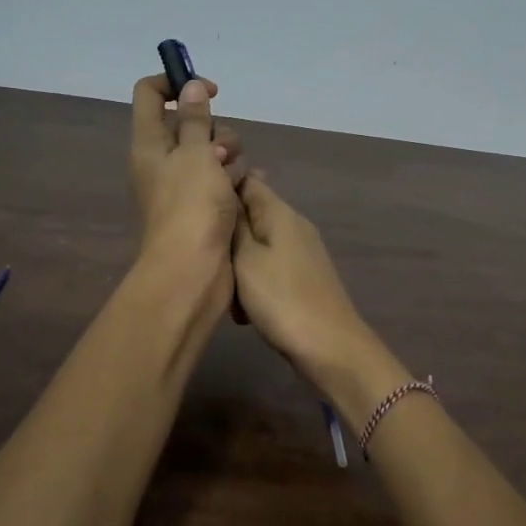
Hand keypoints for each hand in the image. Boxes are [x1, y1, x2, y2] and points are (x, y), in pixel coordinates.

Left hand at [130, 74, 245, 306]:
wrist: (192, 271)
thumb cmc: (190, 206)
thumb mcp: (195, 154)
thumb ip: (194, 119)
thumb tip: (189, 87)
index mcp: (149, 143)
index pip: (151, 93)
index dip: (178, 83)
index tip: (211, 91)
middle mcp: (162, 161)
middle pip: (190, 124)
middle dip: (216, 130)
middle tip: (222, 152)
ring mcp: (183, 186)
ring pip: (212, 152)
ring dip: (230, 158)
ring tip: (233, 180)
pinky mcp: (202, 207)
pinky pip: (221, 180)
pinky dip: (233, 181)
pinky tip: (243, 191)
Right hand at [230, 172, 374, 389]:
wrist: (328, 345)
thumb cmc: (280, 297)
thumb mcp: (245, 258)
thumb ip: (234, 224)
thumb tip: (227, 191)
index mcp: (279, 212)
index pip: (248, 180)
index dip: (222, 186)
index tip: (197, 205)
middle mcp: (294, 224)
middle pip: (251, 215)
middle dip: (227, 235)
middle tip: (209, 259)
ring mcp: (302, 251)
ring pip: (257, 246)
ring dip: (239, 266)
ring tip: (229, 293)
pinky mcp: (304, 276)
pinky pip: (269, 268)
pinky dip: (254, 284)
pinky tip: (247, 310)